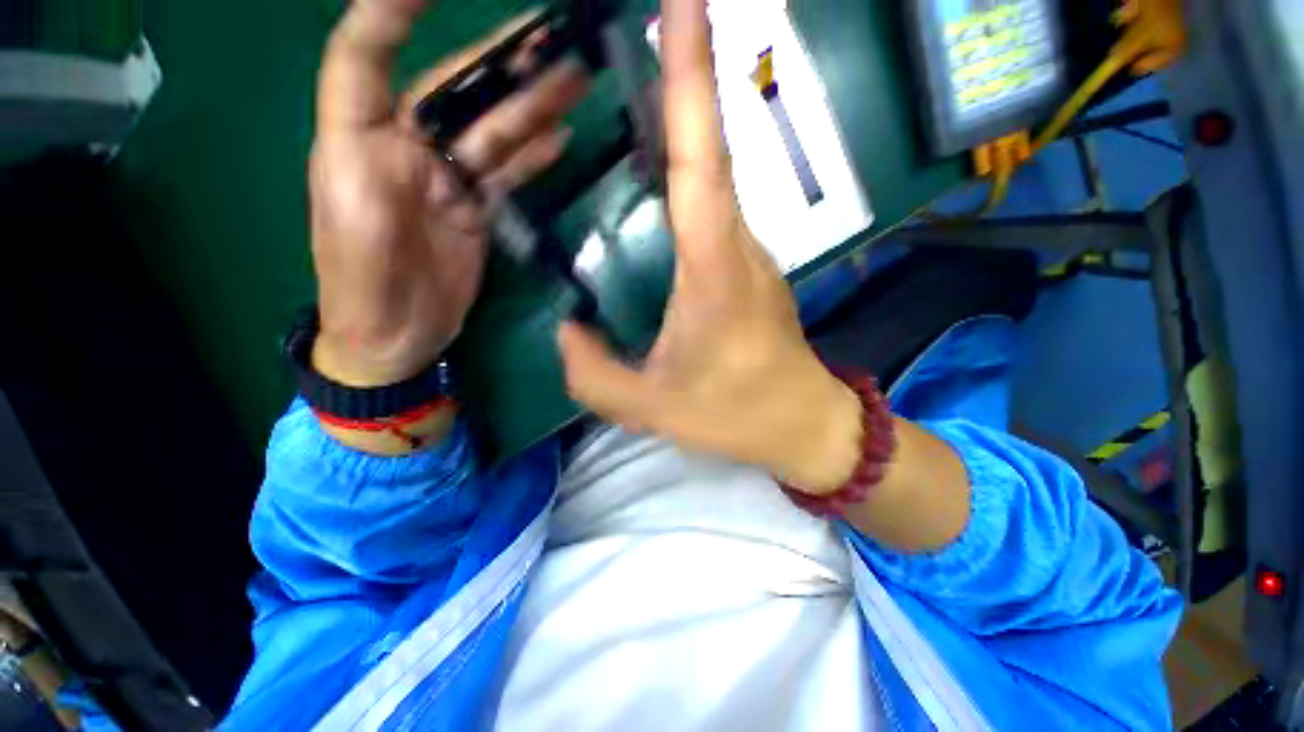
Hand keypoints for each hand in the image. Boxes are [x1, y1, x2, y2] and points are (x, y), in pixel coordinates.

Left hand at [311, 0, 587, 387]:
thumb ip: (378, 167)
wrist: (395, 337)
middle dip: (501, 62)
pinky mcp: (475, 209)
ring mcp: (447, 180)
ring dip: (531, 108)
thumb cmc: (365, 285)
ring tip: (572, 81)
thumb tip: (420, 124)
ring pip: (493, 132)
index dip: (392, 12)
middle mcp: (405, 147)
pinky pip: (508, 173)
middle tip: (552, 38)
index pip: (365, 53)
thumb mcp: (359, 224)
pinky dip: (533, 156)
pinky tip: (559, 138)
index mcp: (360, 139)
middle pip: (455, 90)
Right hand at [556, 0, 862, 491]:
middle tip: (649, 20)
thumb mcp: (650, 408)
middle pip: (709, 150)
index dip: (691, 75)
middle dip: (683, 77)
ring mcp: (748, 252)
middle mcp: (737, 244)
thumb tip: (567, 331)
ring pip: (713, 177)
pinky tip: (658, 175)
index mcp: (713, 270)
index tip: (684, 0)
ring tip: (639, 82)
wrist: (801, 423)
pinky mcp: (748, 266)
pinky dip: (688, 176)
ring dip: (685, 124)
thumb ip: (593, 374)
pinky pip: (713, 210)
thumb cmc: (734, 415)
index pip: (699, 159)